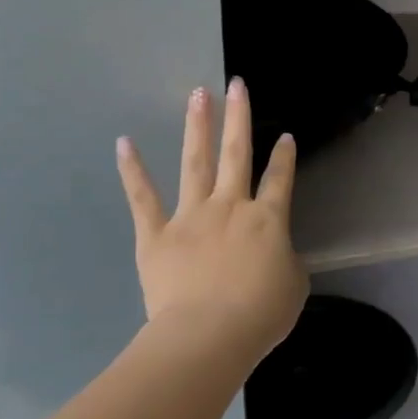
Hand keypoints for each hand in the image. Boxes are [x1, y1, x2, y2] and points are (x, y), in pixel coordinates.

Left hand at [116, 79, 307, 365]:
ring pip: (195, 162)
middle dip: (238, 117)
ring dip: (197, 127)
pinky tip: (124, 143)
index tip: (286, 136)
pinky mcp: (156, 234)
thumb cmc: (260, 314)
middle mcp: (231, 207)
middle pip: (237, 154)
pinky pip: (143, 198)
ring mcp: (191, 216)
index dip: (285, 157)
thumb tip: (273, 252)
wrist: (208, 334)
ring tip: (198, 95)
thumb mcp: (293, 284)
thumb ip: (284, 259)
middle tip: (236, 84)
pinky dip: (133, 170)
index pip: (281, 179)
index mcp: (269, 219)